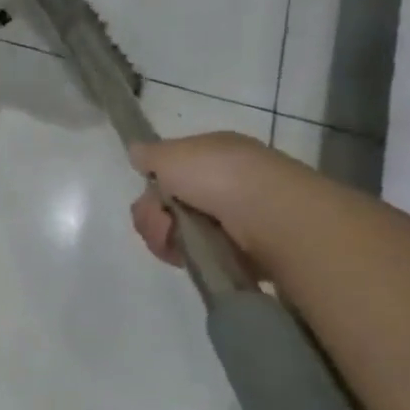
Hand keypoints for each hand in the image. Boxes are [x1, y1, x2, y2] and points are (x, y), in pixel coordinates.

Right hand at [127, 132, 304, 275]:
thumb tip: (138, 154)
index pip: (173, 168)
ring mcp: (234, 218)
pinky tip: (185, 255)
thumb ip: (149, 154)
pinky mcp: (238, 251)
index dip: (155, 180)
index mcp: (215, 154)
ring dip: (163, 235)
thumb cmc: (219, 176)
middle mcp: (226, 183)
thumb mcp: (171, 153)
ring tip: (172, 239)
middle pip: (168, 202)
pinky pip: (194, 253)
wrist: (271, 216)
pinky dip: (183, 254)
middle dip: (152, 212)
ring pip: (176, 229)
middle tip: (160, 219)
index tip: (151, 188)